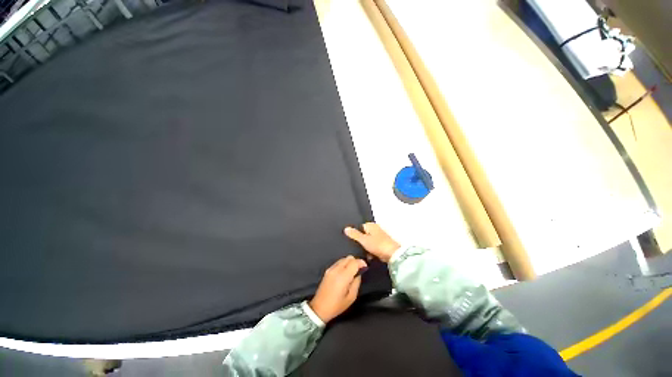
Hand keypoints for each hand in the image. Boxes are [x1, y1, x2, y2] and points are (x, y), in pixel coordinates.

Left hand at [309, 256, 366, 323]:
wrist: (319, 308)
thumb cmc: (337, 305)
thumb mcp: (351, 297)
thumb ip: (357, 282)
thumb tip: (359, 273)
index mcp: (343, 277)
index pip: (354, 262)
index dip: (361, 263)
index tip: (365, 267)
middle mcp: (336, 269)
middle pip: (349, 258)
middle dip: (356, 262)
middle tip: (359, 270)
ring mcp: (331, 268)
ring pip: (344, 258)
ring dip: (350, 262)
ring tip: (352, 272)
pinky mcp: (327, 270)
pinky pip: (338, 262)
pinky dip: (344, 264)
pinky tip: (345, 273)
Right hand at [344, 223, 399, 262]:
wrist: (393, 255)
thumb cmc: (377, 245)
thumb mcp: (363, 240)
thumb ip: (354, 234)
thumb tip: (345, 228)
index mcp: (371, 225)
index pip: (360, 227)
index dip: (355, 233)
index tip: (352, 240)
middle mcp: (376, 229)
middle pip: (364, 235)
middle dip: (361, 242)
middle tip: (356, 248)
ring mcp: (380, 237)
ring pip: (368, 242)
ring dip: (366, 248)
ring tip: (362, 254)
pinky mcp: (383, 245)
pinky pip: (373, 247)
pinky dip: (371, 252)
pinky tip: (369, 257)